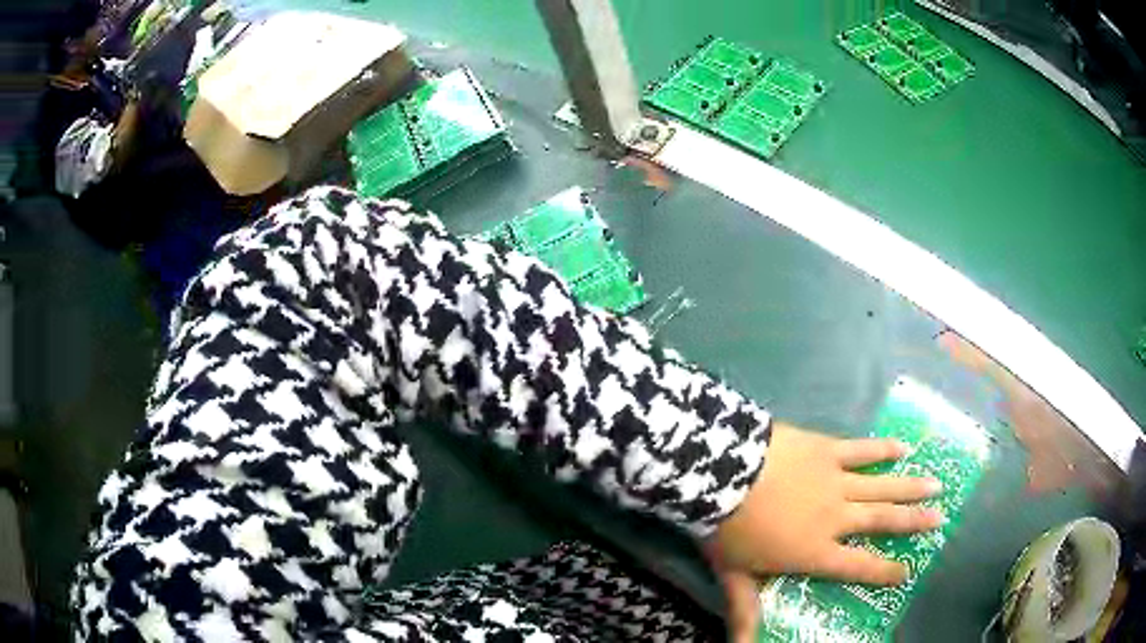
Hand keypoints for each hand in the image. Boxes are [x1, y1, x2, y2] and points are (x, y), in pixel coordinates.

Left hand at [709, 422, 944, 641]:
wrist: (722, 474)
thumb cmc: (728, 530)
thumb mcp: (735, 577)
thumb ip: (744, 612)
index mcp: (815, 551)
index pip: (857, 566)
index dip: (884, 570)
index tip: (909, 571)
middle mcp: (835, 517)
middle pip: (882, 521)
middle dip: (913, 522)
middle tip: (941, 519)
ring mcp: (835, 480)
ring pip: (882, 485)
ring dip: (910, 486)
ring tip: (936, 485)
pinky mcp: (827, 449)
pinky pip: (861, 450)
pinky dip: (883, 449)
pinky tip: (903, 447)